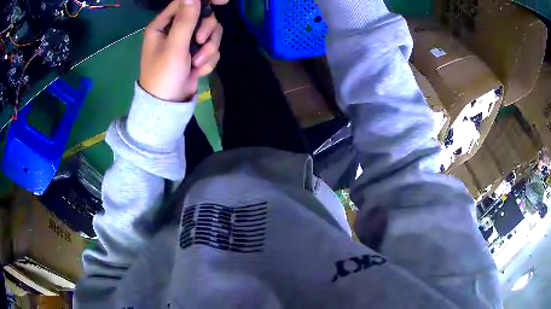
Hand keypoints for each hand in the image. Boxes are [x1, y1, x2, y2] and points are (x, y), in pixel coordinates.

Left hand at [139, 0, 223, 101]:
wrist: (167, 105)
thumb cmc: (164, 75)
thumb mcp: (175, 46)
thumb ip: (186, 20)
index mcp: (164, 25)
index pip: (186, 3)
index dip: (204, 1)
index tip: (223, 2)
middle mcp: (175, 30)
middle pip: (203, 17)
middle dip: (206, 32)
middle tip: (199, 44)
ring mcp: (186, 42)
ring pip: (211, 33)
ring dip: (208, 50)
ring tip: (196, 64)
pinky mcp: (195, 53)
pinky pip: (211, 48)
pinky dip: (207, 60)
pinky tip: (196, 71)